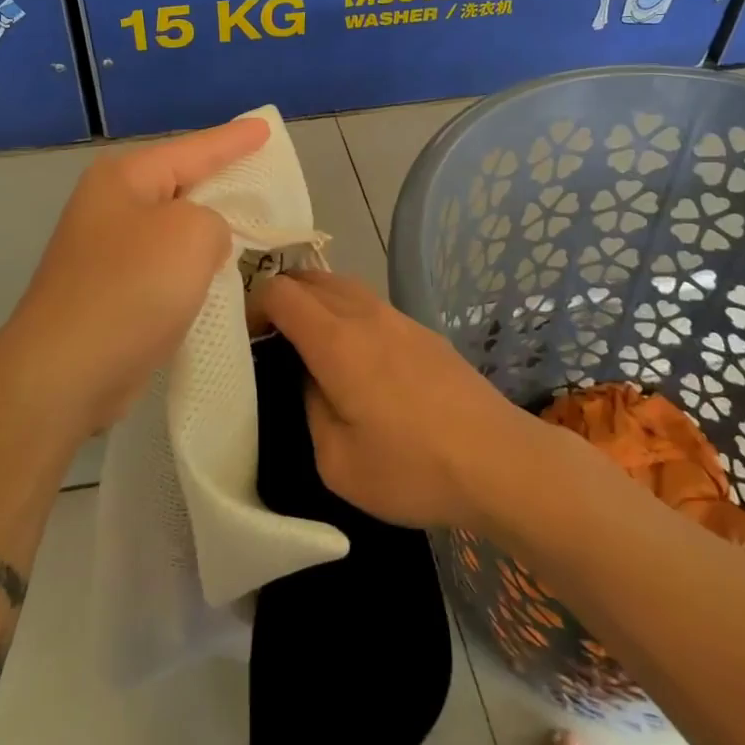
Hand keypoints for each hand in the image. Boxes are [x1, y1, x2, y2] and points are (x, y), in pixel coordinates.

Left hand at [0, 116, 270, 437]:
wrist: (65, 374)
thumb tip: (204, 242)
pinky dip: (193, 266)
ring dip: (210, 229)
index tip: (267, 127)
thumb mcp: (192, 234)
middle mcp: (112, 205)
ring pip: (175, 226)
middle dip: (223, 180)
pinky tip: (218, 273)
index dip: (235, 139)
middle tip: (264, 174)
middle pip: (182, 183)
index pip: (195, 148)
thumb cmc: (132, 289)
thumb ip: (216, 220)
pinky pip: (166, 263)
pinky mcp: (112, 290)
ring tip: (251, 223)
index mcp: (125, 177)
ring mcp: (107, 249)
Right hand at [251, 270, 543, 531]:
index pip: (281, 291)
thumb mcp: (337, 461)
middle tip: (270, 338)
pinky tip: (355, 355)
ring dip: (316, 301)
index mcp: (336, 340)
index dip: (253, 305)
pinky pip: (370, 303)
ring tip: (308, 343)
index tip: (245, 337)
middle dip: (281, 296)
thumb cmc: (412, 468)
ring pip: (343, 285)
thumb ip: (310, 408)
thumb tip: (312, 379)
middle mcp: (365, 314)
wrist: (499, 461)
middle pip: (310, 277)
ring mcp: (399, 317)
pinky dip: (346, 312)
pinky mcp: (423, 331)